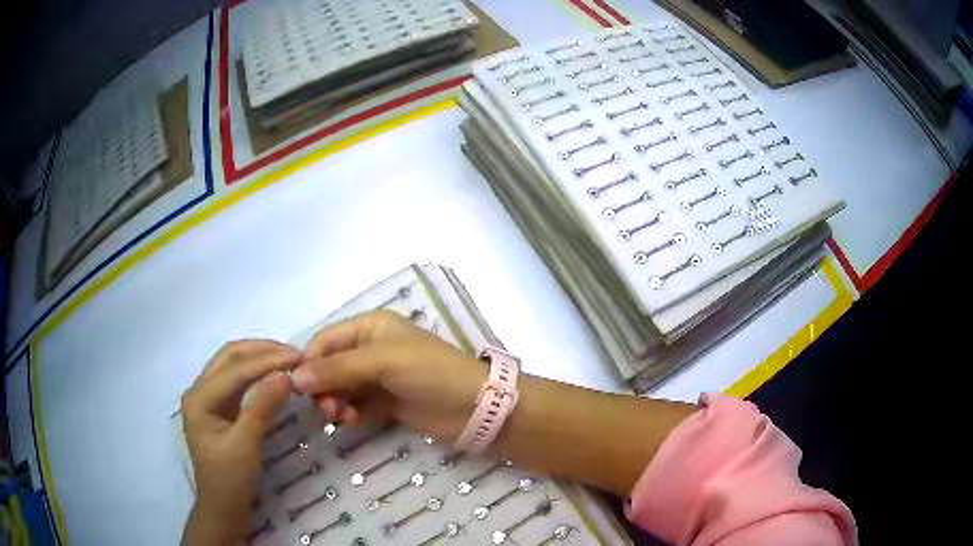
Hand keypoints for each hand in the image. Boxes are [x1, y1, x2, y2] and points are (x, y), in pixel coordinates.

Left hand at [181, 340, 300, 545]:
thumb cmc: (230, 480)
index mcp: (199, 397)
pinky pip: (238, 381)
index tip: (300, 358)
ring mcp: (208, 398)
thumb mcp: (245, 445)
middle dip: (262, 351)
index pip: (235, 369)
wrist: (222, 508)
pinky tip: (274, 376)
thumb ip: (261, 408)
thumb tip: (286, 375)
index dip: (267, 360)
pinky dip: (257, 374)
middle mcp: (199, 390)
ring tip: (289, 361)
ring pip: (234, 365)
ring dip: (260, 359)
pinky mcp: (219, 408)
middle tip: (295, 355)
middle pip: (230, 357)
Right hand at [290, 311, 487, 441]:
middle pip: (331, 365)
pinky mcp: (387, 403)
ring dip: (335, 401)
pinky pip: (356, 405)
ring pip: (342, 388)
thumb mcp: (382, 361)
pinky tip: (354, 422)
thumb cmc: (429, 371)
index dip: (309, 361)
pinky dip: (350, 413)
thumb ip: (338, 368)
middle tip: (326, 408)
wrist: (473, 407)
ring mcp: (379, 378)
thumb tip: (295, 377)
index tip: (298, 387)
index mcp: (370, 327)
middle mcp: (371, 349)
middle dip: (323, 385)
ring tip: (341, 417)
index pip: (326, 340)